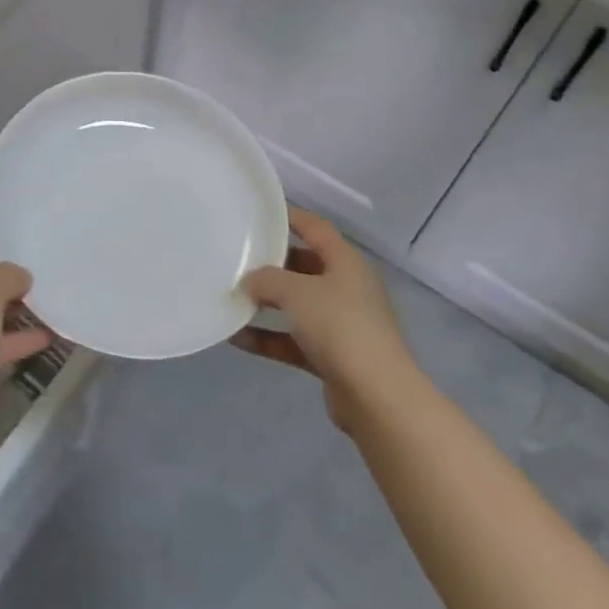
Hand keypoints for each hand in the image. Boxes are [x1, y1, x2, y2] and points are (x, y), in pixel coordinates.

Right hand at [234, 206, 416, 431]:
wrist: (377, 398)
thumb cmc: (339, 326)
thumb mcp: (295, 292)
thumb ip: (266, 279)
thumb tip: (249, 280)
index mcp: (346, 263)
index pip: (315, 228)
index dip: (290, 216)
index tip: (260, 210)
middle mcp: (347, 288)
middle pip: (305, 266)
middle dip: (272, 263)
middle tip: (238, 255)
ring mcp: (342, 324)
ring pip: (298, 305)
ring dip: (267, 303)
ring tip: (231, 295)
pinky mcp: (334, 357)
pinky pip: (294, 339)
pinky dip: (269, 338)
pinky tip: (237, 338)